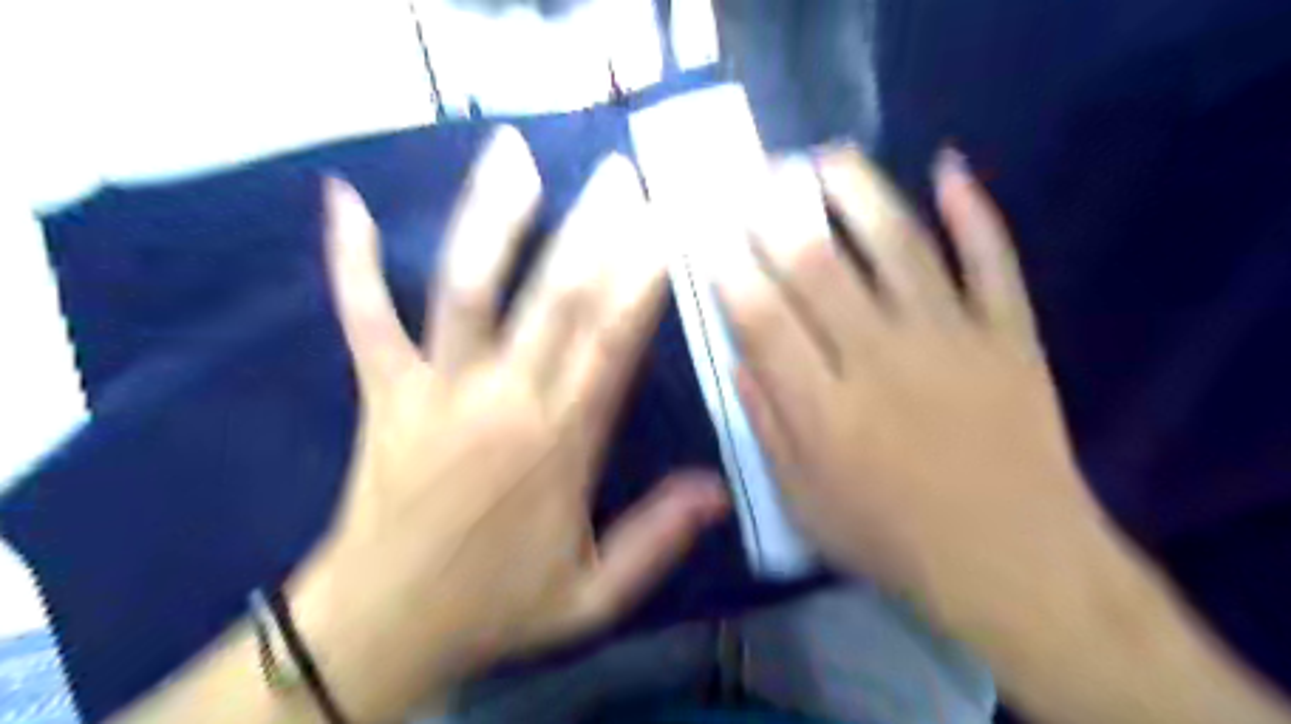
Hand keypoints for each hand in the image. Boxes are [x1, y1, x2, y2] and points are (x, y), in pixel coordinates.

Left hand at [295, 128, 731, 719]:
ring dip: (492, 217)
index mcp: (560, 445)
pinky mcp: (382, 393)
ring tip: (512, 153)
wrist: (380, 628)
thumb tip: (718, 490)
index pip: (611, 343)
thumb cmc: (493, 608)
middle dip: (591, 228)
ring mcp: (435, 390)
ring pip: (467, 288)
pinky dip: (352, 260)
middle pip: (554, 298)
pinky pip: (363, 317)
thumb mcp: (592, 597)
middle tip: (618, 172)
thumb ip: (657, 540)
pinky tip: (345, 202)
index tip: (665, 226)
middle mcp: (502, 402)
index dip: (640, 279)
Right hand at [716, 148, 1096, 631]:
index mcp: (826, 407)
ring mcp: (952, 339)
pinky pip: (993, 263)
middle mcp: (882, 359)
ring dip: (859, 194)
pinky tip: (952, 168)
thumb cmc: (895, 539)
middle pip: (820, 268)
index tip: (710, 232)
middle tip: (756, 175)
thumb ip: (769, 428)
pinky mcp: (1010, 337)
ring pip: (900, 247)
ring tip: (828, 156)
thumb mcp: (805, 504)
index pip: (763, 319)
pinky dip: (975, 214)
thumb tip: (740, 360)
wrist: (1014, 560)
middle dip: (779, 215)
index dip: (731, 269)